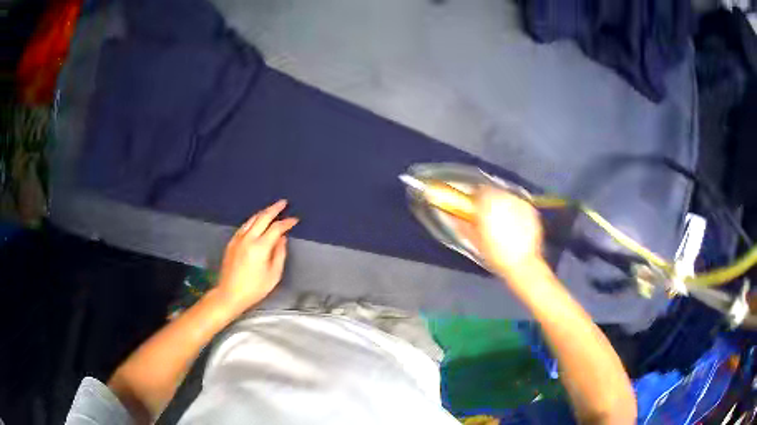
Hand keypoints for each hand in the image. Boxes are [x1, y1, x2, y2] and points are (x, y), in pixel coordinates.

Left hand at [216, 200, 298, 315]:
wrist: (229, 294)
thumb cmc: (254, 288)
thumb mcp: (273, 275)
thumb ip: (279, 254)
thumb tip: (282, 238)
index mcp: (260, 247)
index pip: (276, 228)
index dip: (287, 223)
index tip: (295, 220)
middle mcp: (248, 239)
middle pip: (263, 217)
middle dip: (274, 209)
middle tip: (284, 203)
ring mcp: (238, 239)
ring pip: (252, 219)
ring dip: (263, 212)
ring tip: (272, 209)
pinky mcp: (231, 242)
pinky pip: (244, 226)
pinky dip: (253, 220)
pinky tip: (257, 221)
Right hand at [460, 187, 544, 276]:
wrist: (522, 264)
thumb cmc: (495, 254)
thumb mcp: (475, 241)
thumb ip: (463, 225)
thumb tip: (454, 217)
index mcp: (487, 203)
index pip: (479, 190)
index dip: (475, 197)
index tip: (474, 205)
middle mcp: (504, 198)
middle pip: (494, 191)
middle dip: (489, 200)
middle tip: (487, 214)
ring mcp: (519, 202)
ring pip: (507, 196)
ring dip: (503, 204)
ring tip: (502, 219)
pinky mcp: (530, 209)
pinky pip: (518, 204)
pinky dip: (515, 210)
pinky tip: (514, 223)